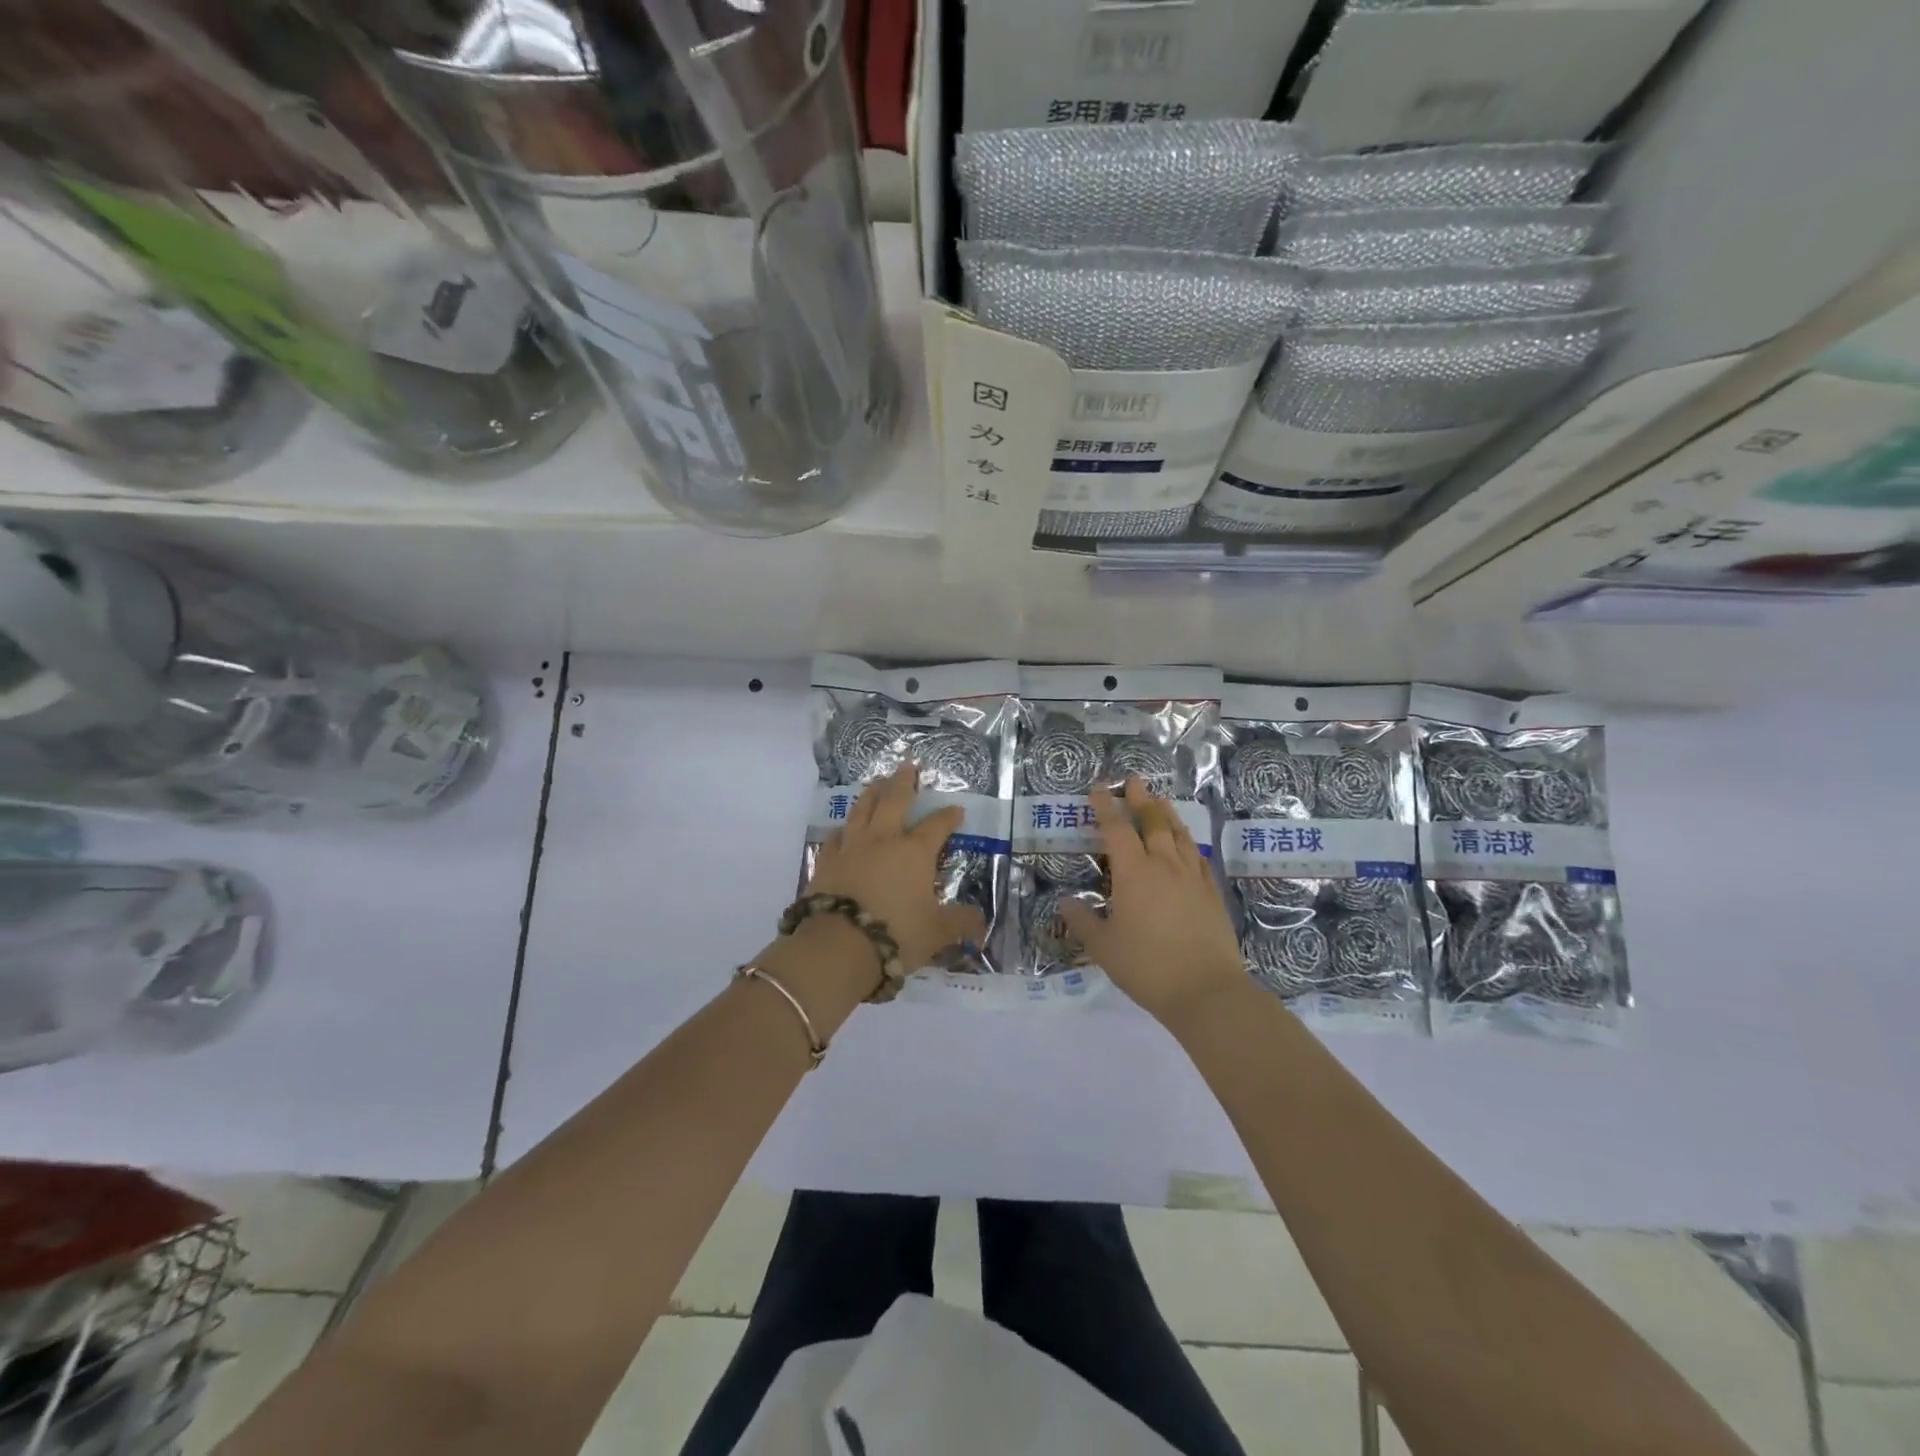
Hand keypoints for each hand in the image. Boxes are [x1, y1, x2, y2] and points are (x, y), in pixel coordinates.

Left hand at [807, 763, 987, 972]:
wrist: (839, 944)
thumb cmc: (897, 933)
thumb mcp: (937, 932)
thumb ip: (960, 923)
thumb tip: (981, 923)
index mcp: (915, 852)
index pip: (936, 826)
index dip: (948, 816)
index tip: (956, 809)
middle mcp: (884, 840)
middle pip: (894, 801)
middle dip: (903, 782)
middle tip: (907, 766)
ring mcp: (852, 847)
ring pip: (862, 810)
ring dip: (871, 794)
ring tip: (876, 783)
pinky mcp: (826, 861)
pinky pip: (835, 837)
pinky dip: (842, 829)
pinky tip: (842, 828)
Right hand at [1059, 777, 1245, 1025]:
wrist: (1207, 991)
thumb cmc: (1147, 967)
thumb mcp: (1104, 948)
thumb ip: (1083, 922)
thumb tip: (1066, 903)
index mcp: (1134, 873)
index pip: (1116, 829)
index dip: (1106, 807)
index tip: (1098, 789)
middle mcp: (1164, 865)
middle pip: (1153, 822)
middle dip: (1141, 799)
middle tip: (1135, 780)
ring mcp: (1193, 878)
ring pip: (1180, 835)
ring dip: (1167, 814)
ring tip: (1161, 801)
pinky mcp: (1213, 894)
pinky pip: (1199, 858)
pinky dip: (1189, 844)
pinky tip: (1188, 846)